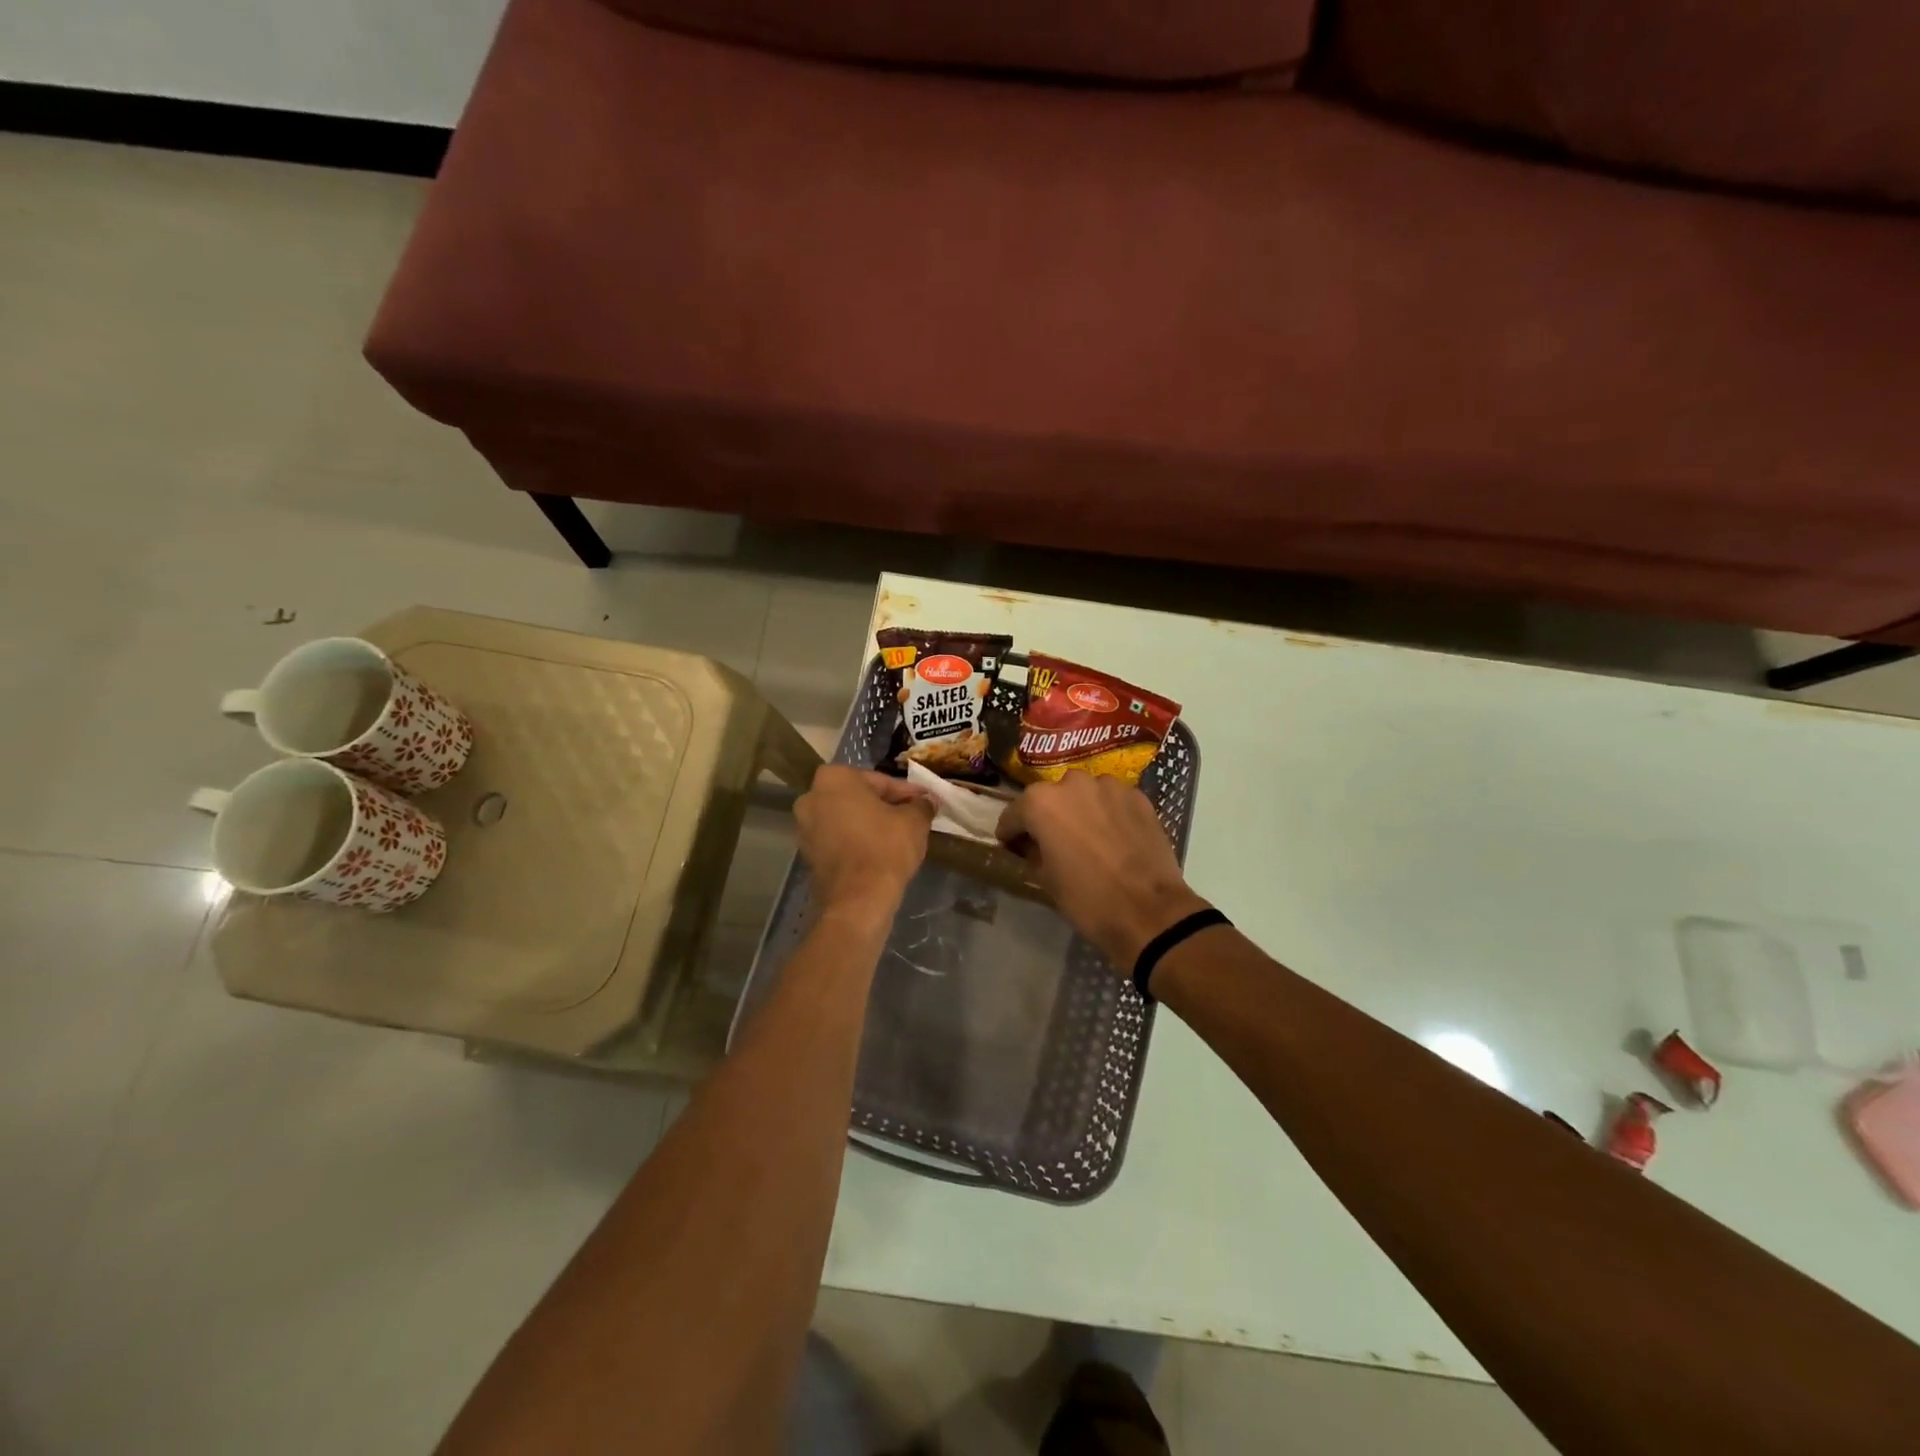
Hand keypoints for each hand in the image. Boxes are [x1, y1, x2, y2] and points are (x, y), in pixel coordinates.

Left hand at [794, 766, 933, 918]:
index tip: (925, 800)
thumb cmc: (885, 848)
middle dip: (885, 805)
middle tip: (912, 815)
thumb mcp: (914, 821)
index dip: (907, 792)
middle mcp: (811, 797)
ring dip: (870, 823)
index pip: (880, 781)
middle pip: (859, 797)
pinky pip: (838, 839)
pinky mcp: (808, 855)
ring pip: (847, 818)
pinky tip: (879, 851)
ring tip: (899, 835)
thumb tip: (928, 800)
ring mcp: (805, 828)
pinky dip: (856, 841)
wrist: (858, 900)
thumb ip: (921, 804)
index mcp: (834, 779)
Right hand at [996, 771, 1209, 969]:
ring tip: (1087, 838)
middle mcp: (1073, 783)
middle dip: (1047, 817)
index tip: (1013, 846)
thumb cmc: (1087, 899)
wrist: (1149, 912)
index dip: (1011, 833)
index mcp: (1041, 803)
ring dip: (1080, 811)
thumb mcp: (1046, 879)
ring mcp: (1109, 786)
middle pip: (1050, 798)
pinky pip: (1112, 801)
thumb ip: (1032, 852)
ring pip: (1084, 795)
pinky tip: (1113, 838)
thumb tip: (1031, 845)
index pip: (1014, 813)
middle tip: (1052, 843)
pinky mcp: (1138, 797)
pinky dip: (1107, 814)